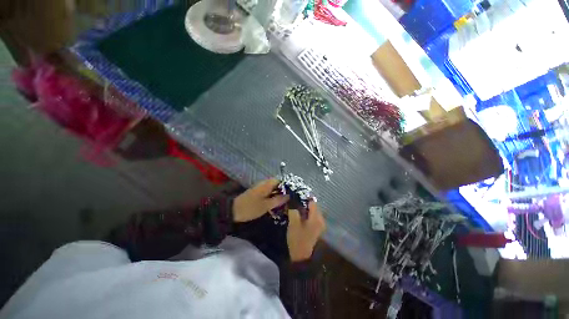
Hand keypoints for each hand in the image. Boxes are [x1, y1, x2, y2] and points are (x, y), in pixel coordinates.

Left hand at [233, 179, 288, 222]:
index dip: (287, 184)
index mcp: (266, 184)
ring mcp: (260, 188)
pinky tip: (276, 203)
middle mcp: (264, 184)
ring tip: (285, 202)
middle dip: (283, 190)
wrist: (233, 210)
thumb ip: (278, 200)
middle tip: (290, 198)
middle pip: (277, 184)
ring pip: (273, 188)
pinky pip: (268, 192)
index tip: (293, 192)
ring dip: (278, 194)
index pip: (280, 180)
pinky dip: (273, 196)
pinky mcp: (257, 193)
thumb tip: (288, 195)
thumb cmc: (251, 207)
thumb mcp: (266, 206)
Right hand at [287, 201, 325, 261]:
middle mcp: (321, 219)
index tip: (295, 196)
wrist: (301, 257)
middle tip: (293, 202)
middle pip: (313, 205)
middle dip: (303, 202)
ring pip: (312, 211)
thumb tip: (292, 200)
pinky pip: (312, 216)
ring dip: (304, 208)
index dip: (303, 197)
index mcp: (316, 217)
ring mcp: (320, 224)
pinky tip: (299, 215)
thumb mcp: (293, 223)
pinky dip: (306, 214)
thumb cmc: (297, 239)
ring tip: (295, 207)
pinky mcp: (317, 228)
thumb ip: (293, 210)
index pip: (311, 201)